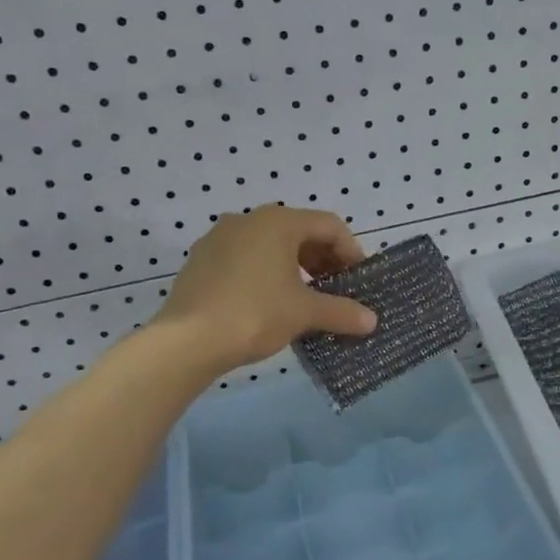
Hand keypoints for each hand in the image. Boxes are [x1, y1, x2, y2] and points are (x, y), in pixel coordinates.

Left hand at [155, 207, 377, 373]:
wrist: (187, 340)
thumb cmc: (255, 314)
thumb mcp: (305, 313)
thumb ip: (342, 312)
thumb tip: (372, 321)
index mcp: (278, 222)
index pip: (329, 225)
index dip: (351, 250)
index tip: (358, 278)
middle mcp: (248, 219)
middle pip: (298, 231)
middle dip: (322, 259)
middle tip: (335, 288)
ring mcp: (219, 237)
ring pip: (269, 244)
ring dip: (294, 266)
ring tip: (304, 297)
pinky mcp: (200, 260)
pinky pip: (244, 258)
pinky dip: (265, 272)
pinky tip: (269, 302)